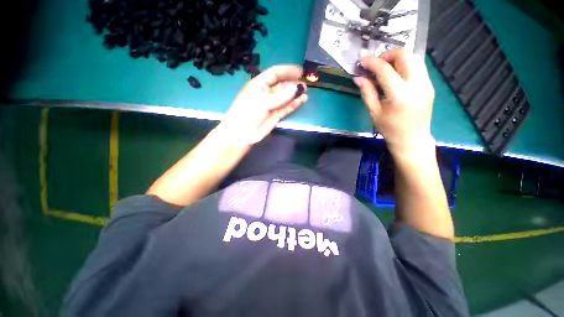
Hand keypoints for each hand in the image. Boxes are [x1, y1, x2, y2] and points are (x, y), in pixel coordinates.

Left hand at [220, 65, 307, 144]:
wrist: (242, 134)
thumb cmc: (248, 113)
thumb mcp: (263, 102)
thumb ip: (280, 96)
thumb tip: (296, 88)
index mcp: (259, 85)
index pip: (275, 74)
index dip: (287, 71)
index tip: (300, 72)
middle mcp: (266, 93)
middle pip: (282, 85)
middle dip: (293, 84)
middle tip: (304, 85)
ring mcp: (272, 105)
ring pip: (286, 97)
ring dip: (295, 94)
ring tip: (305, 92)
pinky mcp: (276, 115)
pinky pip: (286, 108)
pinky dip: (294, 104)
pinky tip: (301, 100)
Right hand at [353, 49, 434, 158]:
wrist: (412, 139)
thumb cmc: (390, 129)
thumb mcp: (374, 112)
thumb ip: (367, 92)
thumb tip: (359, 77)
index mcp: (400, 95)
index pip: (385, 70)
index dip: (372, 62)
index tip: (362, 60)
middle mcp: (417, 85)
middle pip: (405, 55)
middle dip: (387, 55)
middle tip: (376, 64)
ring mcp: (426, 83)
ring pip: (414, 57)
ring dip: (398, 58)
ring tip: (385, 68)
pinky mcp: (429, 84)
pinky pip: (418, 66)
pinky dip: (405, 64)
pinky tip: (396, 75)